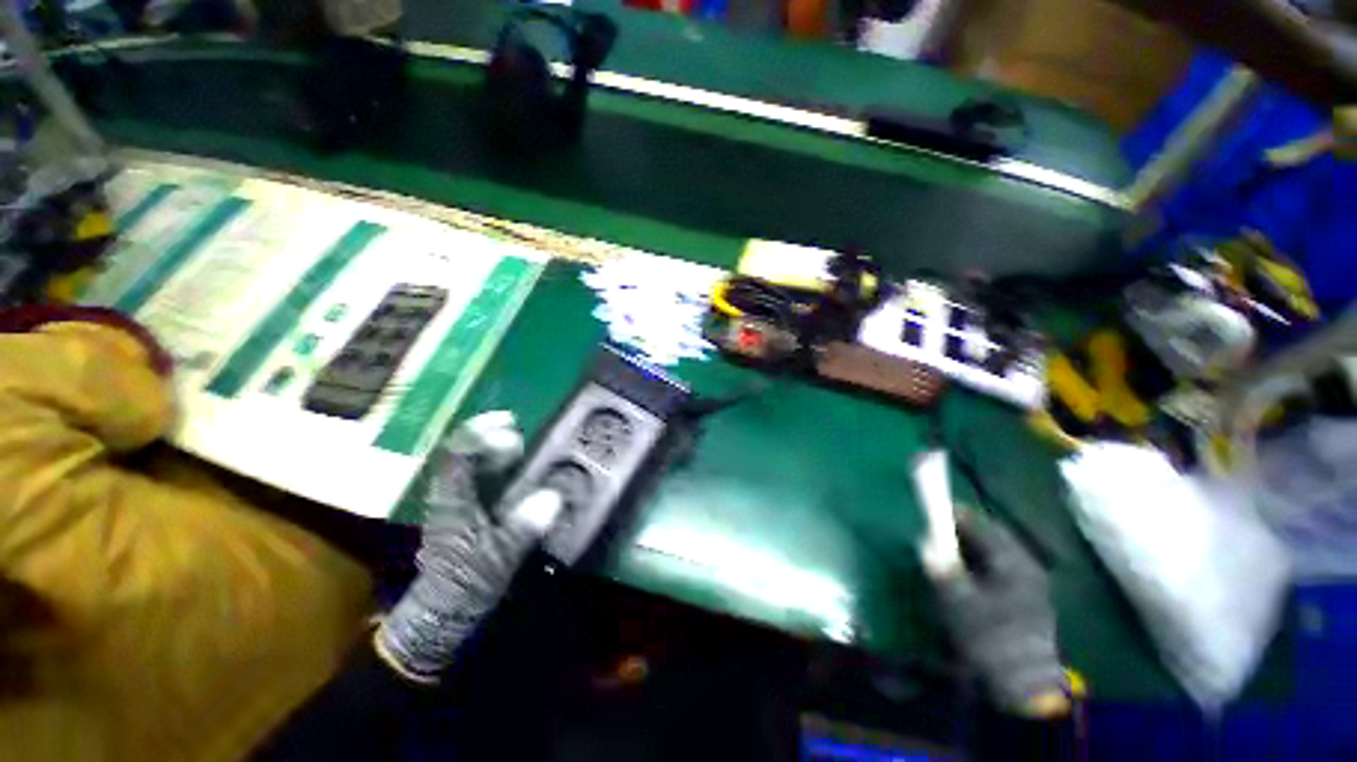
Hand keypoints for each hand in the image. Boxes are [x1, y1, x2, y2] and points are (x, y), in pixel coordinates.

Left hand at [375, 412, 547, 683]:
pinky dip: (496, 467)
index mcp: (452, 500)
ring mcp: (455, 502)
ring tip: (521, 445)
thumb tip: (552, 496)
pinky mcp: (464, 512)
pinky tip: (516, 470)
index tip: (510, 423)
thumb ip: (522, 527)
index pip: (457, 454)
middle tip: (519, 432)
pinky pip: (478, 479)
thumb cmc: (466, 582)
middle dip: (489, 436)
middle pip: (461, 453)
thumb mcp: (498, 557)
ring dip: (493, 450)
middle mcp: (449, 494)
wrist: (442, 614)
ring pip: (469, 465)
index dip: (481, 432)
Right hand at [928, 510, 1067, 715]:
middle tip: (934, 535)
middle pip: (989, 538)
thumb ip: (941, 568)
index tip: (932, 512)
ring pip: (992, 556)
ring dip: (968, 552)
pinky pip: (996, 573)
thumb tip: (925, 543)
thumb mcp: (958, 601)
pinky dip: (976, 569)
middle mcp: (1025, 568)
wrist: (1024, 688)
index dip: (955, 515)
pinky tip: (962, 580)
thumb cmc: (991, 638)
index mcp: (1014, 562)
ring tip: (945, 556)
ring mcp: (1028, 587)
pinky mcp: (1025, 604)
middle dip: (961, 534)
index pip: (981, 524)